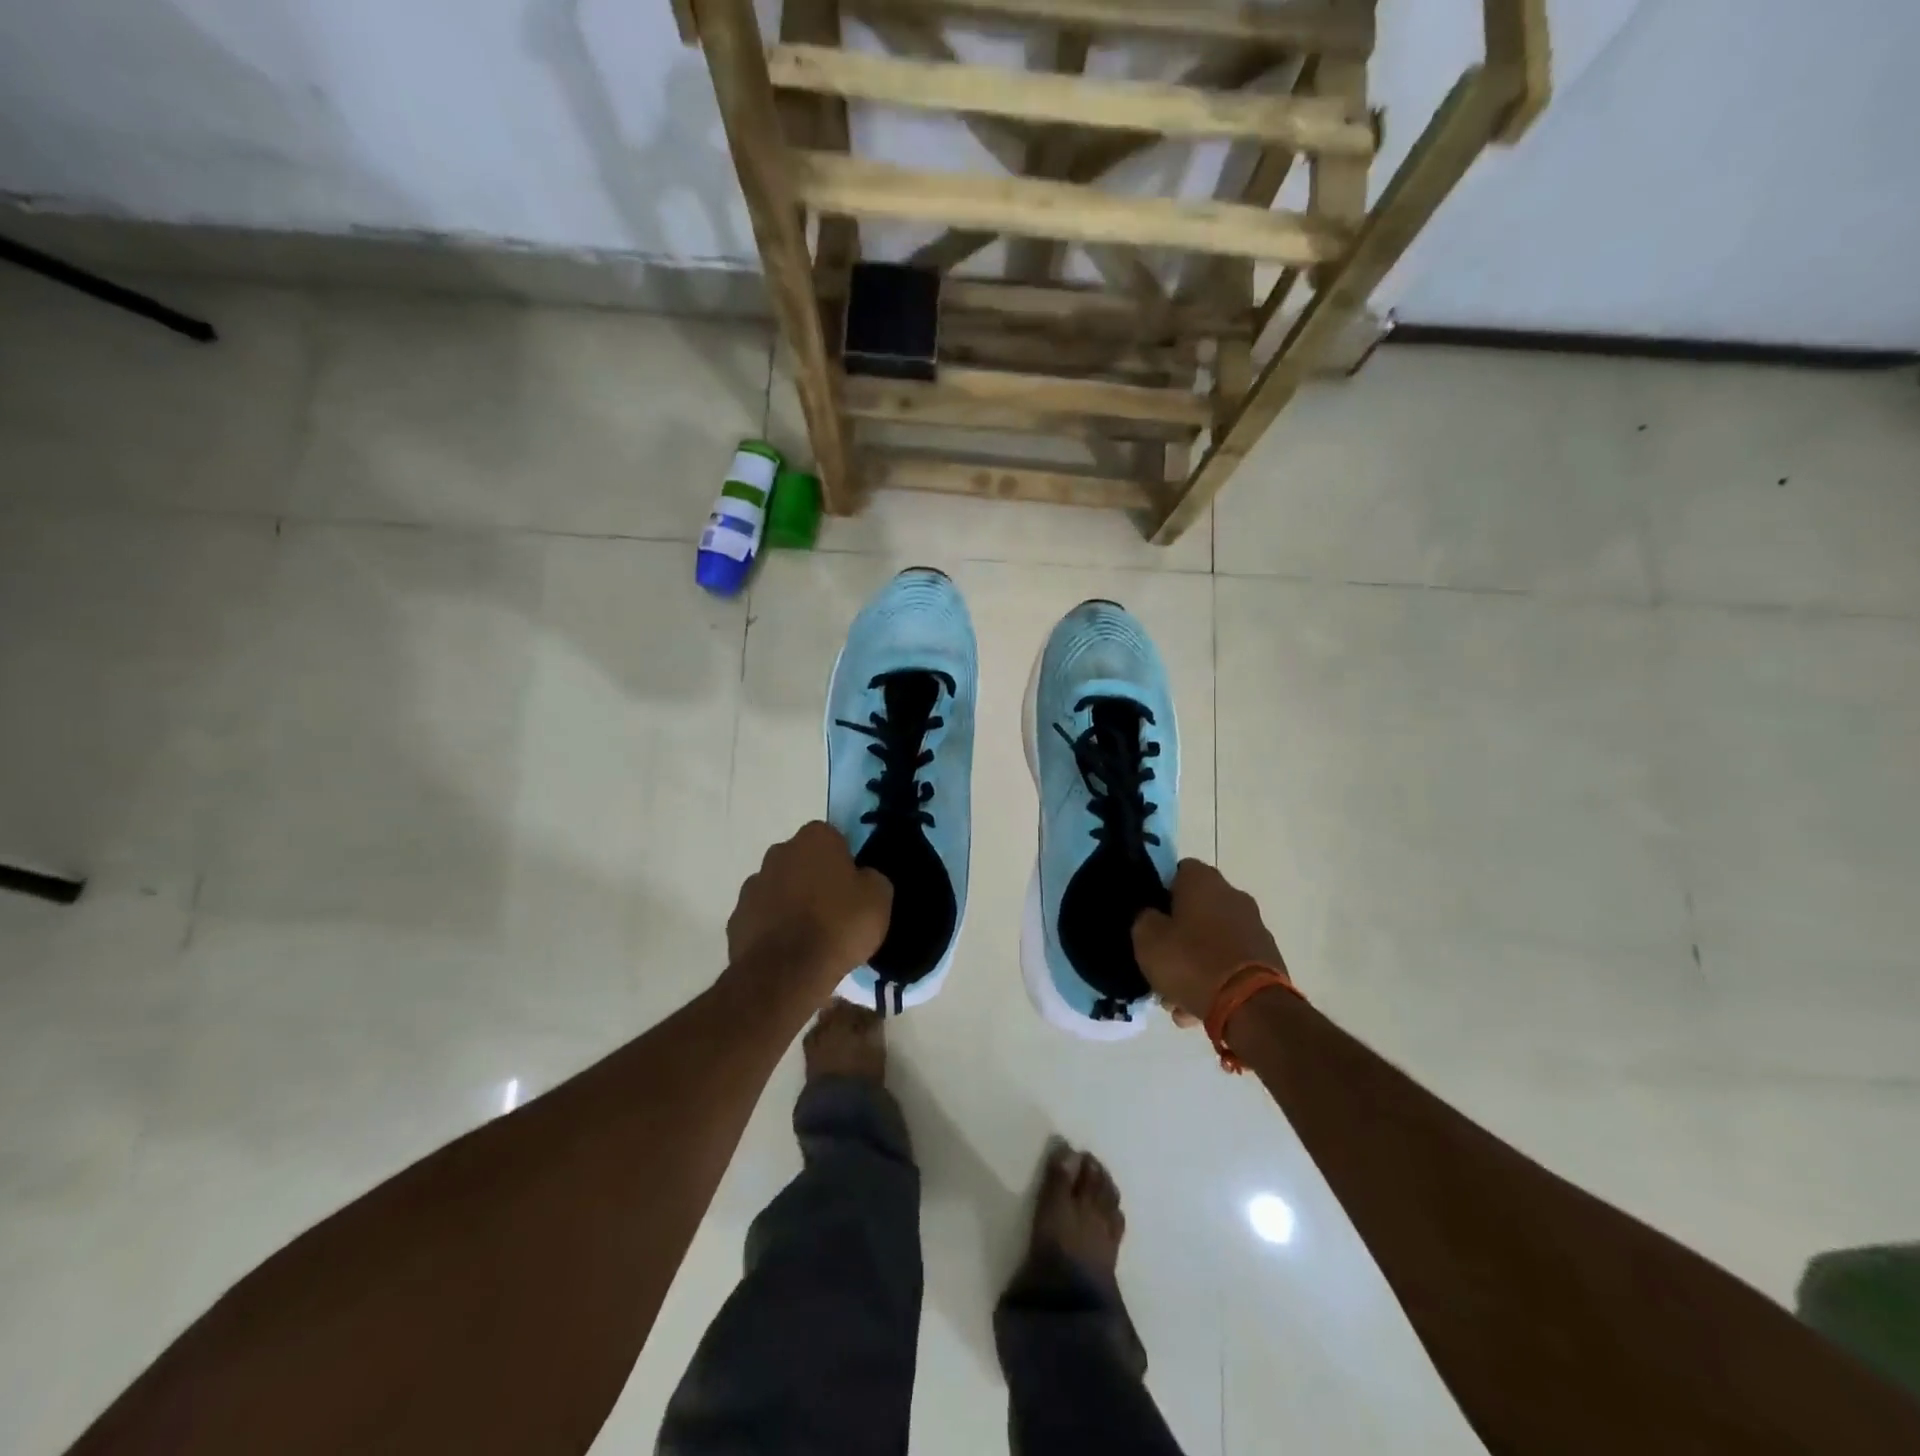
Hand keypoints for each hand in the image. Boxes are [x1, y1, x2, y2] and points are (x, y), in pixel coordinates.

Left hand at [725, 822, 891, 998]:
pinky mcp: (736, 919)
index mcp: (815, 839)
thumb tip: (862, 878)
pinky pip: (762, 917)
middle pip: (803, 861)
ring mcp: (753, 885)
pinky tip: (789, 951)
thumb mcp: (879, 898)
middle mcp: (779, 852)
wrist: (786, 974)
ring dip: (792, 903)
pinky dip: (773, 928)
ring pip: (780, 888)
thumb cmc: (839, 926)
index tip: (854, 886)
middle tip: (835, 909)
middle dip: (815, 878)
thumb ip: (872, 878)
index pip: (834, 838)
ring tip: (811, 936)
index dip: (845, 861)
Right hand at [1132, 860, 1287, 1021]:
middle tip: (1159, 963)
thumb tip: (1152, 916)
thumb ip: (1144, 919)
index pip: (1178, 870)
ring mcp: (1254, 928)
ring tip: (1176, 1000)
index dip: (1160, 892)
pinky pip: (1230, 964)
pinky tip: (1197, 1010)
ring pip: (1212, 942)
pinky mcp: (1267, 959)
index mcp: (1204, 881)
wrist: (1251, 1007)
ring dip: (1194, 965)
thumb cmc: (1191, 962)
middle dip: (1177, 937)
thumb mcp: (1147, 939)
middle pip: (1196, 910)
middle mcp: (1234, 895)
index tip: (1150, 917)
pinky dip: (1215, 980)